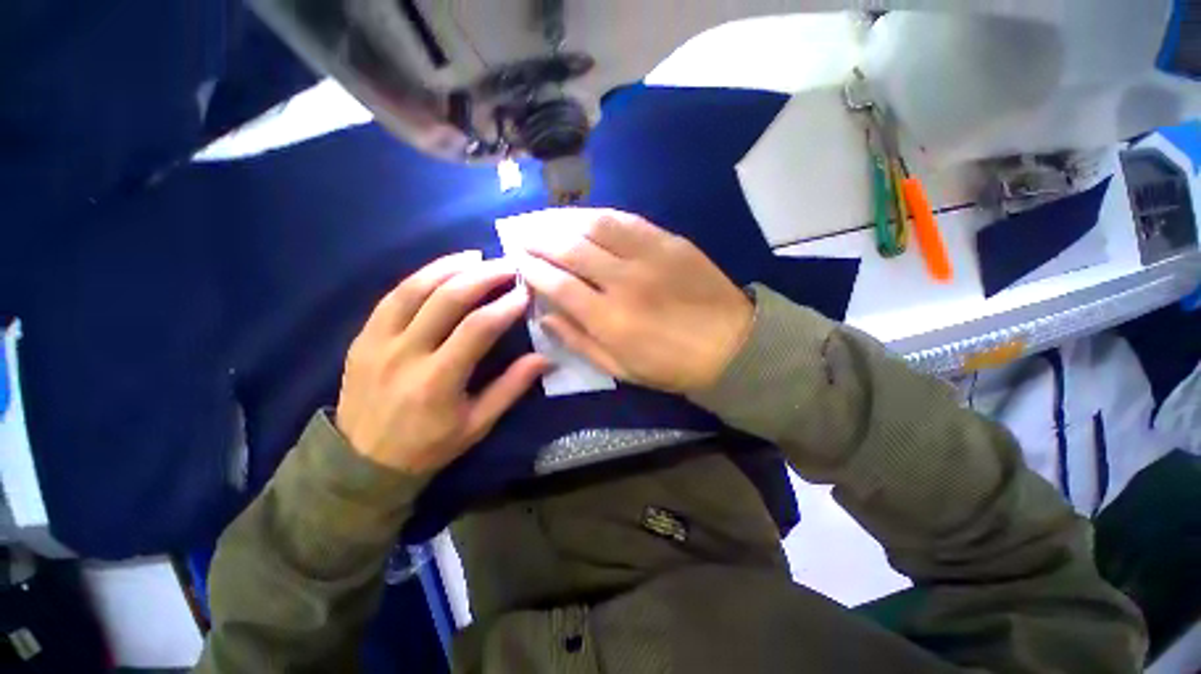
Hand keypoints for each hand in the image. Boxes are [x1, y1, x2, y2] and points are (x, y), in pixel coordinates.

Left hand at [336, 252, 549, 473]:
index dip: (505, 306)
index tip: (526, 293)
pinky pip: (392, 296)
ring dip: (449, 266)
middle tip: (508, 265)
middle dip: (482, 276)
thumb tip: (545, 358)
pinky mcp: (362, 337)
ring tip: (477, 257)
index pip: (477, 329)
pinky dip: (421, 277)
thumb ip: (511, 387)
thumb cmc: (428, 446)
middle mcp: (404, 354)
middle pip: (445, 299)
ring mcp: (377, 342)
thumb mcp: (477, 424)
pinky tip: (443, 269)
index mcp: (437, 381)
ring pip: (414, 289)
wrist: (361, 462)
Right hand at [517, 209, 752, 393]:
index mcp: (609, 319)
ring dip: (564, 220)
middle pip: (570, 249)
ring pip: (595, 226)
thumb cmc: (671, 365)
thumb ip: (578, 341)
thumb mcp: (620, 368)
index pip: (557, 283)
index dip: (531, 268)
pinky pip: (627, 220)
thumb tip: (545, 316)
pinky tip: (584, 216)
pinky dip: (599, 215)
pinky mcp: (670, 242)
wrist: (731, 345)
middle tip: (520, 233)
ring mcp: (648, 256)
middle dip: (538, 238)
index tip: (516, 259)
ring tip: (544, 219)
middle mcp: (623, 281)